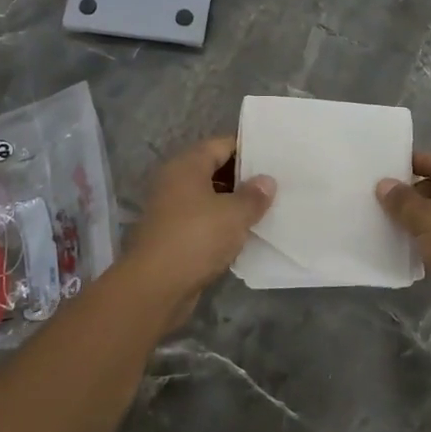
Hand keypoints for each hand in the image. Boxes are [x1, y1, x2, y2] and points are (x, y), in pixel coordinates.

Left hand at [118, 137, 274, 327]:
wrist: (155, 287)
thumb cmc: (196, 238)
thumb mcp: (234, 214)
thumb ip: (253, 196)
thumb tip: (266, 181)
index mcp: (186, 166)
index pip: (221, 145)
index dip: (248, 148)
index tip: (274, 157)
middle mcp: (175, 182)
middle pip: (214, 169)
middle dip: (243, 177)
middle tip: (275, 183)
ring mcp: (171, 210)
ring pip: (209, 198)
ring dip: (233, 203)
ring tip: (266, 208)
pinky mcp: (173, 236)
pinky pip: (203, 221)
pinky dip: (222, 225)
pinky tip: (245, 234)